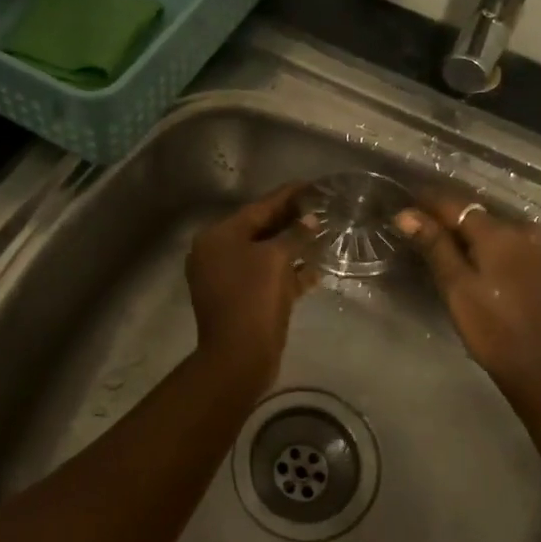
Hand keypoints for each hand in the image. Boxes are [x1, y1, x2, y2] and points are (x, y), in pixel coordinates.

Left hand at [186, 183, 316, 390]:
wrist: (239, 357)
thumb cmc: (253, 298)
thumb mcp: (276, 259)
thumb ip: (295, 235)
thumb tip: (311, 220)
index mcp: (218, 237)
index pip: (257, 208)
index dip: (286, 196)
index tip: (310, 185)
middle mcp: (217, 253)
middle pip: (260, 229)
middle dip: (291, 221)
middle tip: (321, 208)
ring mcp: (227, 278)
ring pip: (265, 255)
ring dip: (293, 247)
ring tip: (324, 235)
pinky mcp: (241, 299)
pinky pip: (267, 277)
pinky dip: (289, 273)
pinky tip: (316, 269)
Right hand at [396, 193, 540, 397]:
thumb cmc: (493, 328)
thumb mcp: (456, 286)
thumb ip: (434, 245)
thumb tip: (406, 214)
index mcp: (498, 231)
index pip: (453, 203)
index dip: (424, 201)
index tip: (399, 203)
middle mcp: (518, 228)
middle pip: (471, 211)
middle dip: (440, 214)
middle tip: (410, 222)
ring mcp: (531, 245)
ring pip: (485, 226)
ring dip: (459, 229)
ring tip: (429, 236)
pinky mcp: (535, 262)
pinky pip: (499, 239)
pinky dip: (477, 241)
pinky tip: (461, 252)